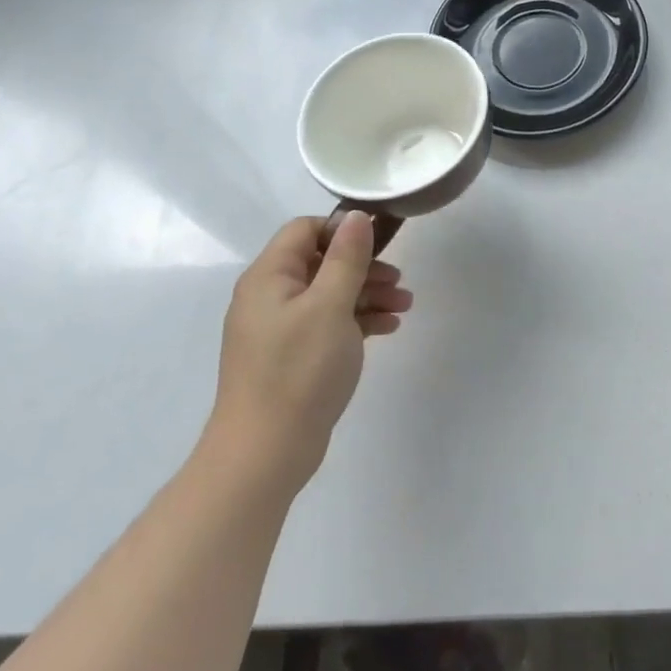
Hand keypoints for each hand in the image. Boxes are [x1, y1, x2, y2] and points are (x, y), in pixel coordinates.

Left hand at [205, 212, 413, 486]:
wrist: (265, 453)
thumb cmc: (298, 370)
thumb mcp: (330, 306)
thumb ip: (347, 258)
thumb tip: (357, 216)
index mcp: (269, 277)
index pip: (305, 230)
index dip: (343, 230)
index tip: (381, 244)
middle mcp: (269, 297)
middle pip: (321, 262)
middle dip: (364, 267)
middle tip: (400, 280)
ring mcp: (280, 329)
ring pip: (329, 294)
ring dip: (368, 294)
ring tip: (405, 306)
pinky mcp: (292, 357)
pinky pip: (329, 323)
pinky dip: (358, 321)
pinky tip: (388, 329)